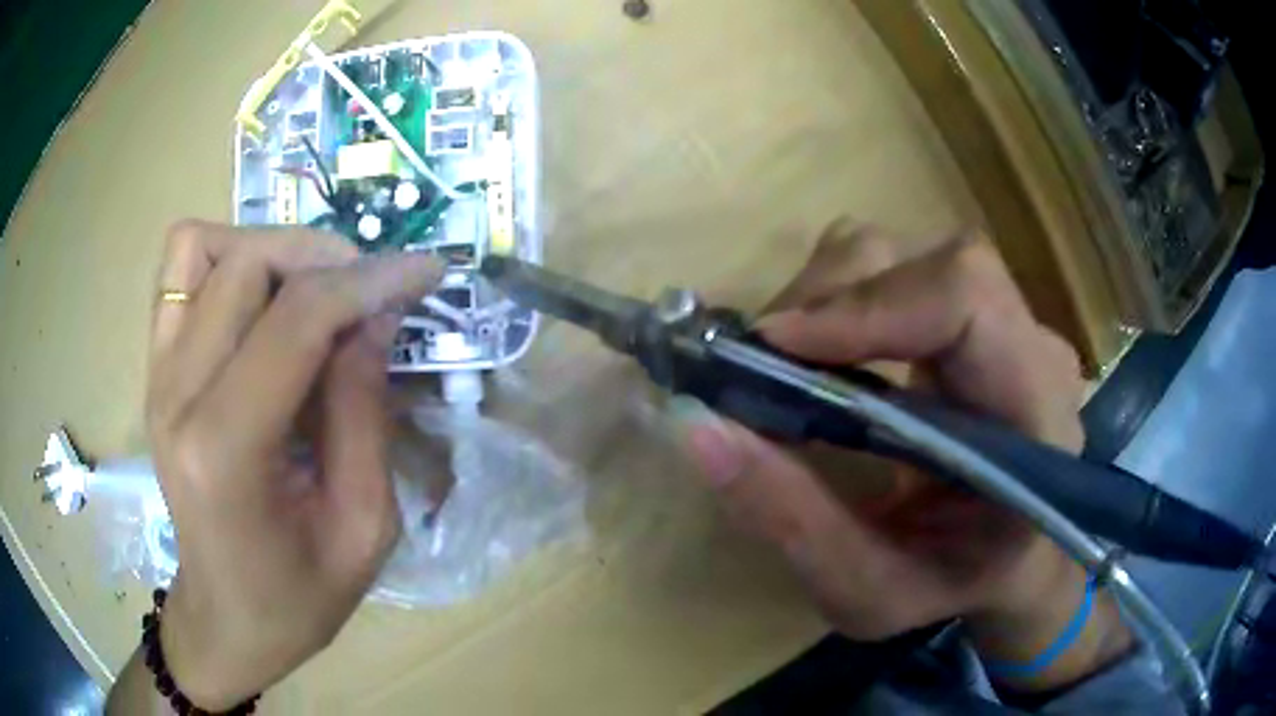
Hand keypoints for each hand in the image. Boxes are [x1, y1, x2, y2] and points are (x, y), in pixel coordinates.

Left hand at [141, 221, 439, 708]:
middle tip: (369, 296)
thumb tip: (378, 313)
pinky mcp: (155, 369)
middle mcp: (177, 395)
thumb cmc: (298, 596)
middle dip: (325, 260)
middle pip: (248, 264)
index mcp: (226, 450)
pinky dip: (226, 260)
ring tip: (312, 293)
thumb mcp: (363, 526)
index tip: (427, 271)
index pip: (297, 319)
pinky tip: (261, 302)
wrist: (226, 618)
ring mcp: (157, 376)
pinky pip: (180, 270)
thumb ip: (365, 411)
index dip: (370, 281)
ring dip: (271, 252)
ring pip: (205, 248)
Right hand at [674, 221, 1128, 689]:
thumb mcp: (869, 590)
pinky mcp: (973, 314)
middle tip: (760, 364)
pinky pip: (898, 271)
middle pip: (928, 262)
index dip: (868, 304)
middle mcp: (1031, 345)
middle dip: (831, 299)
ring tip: (786, 363)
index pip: (966, 297)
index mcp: (1035, 415)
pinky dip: (841, 298)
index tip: (774, 348)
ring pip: (905, 255)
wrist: (1008, 563)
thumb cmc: (952, 585)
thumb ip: (792, 520)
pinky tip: (821, 356)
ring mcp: (1006, 319)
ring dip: (828, 295)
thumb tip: (695, 425)